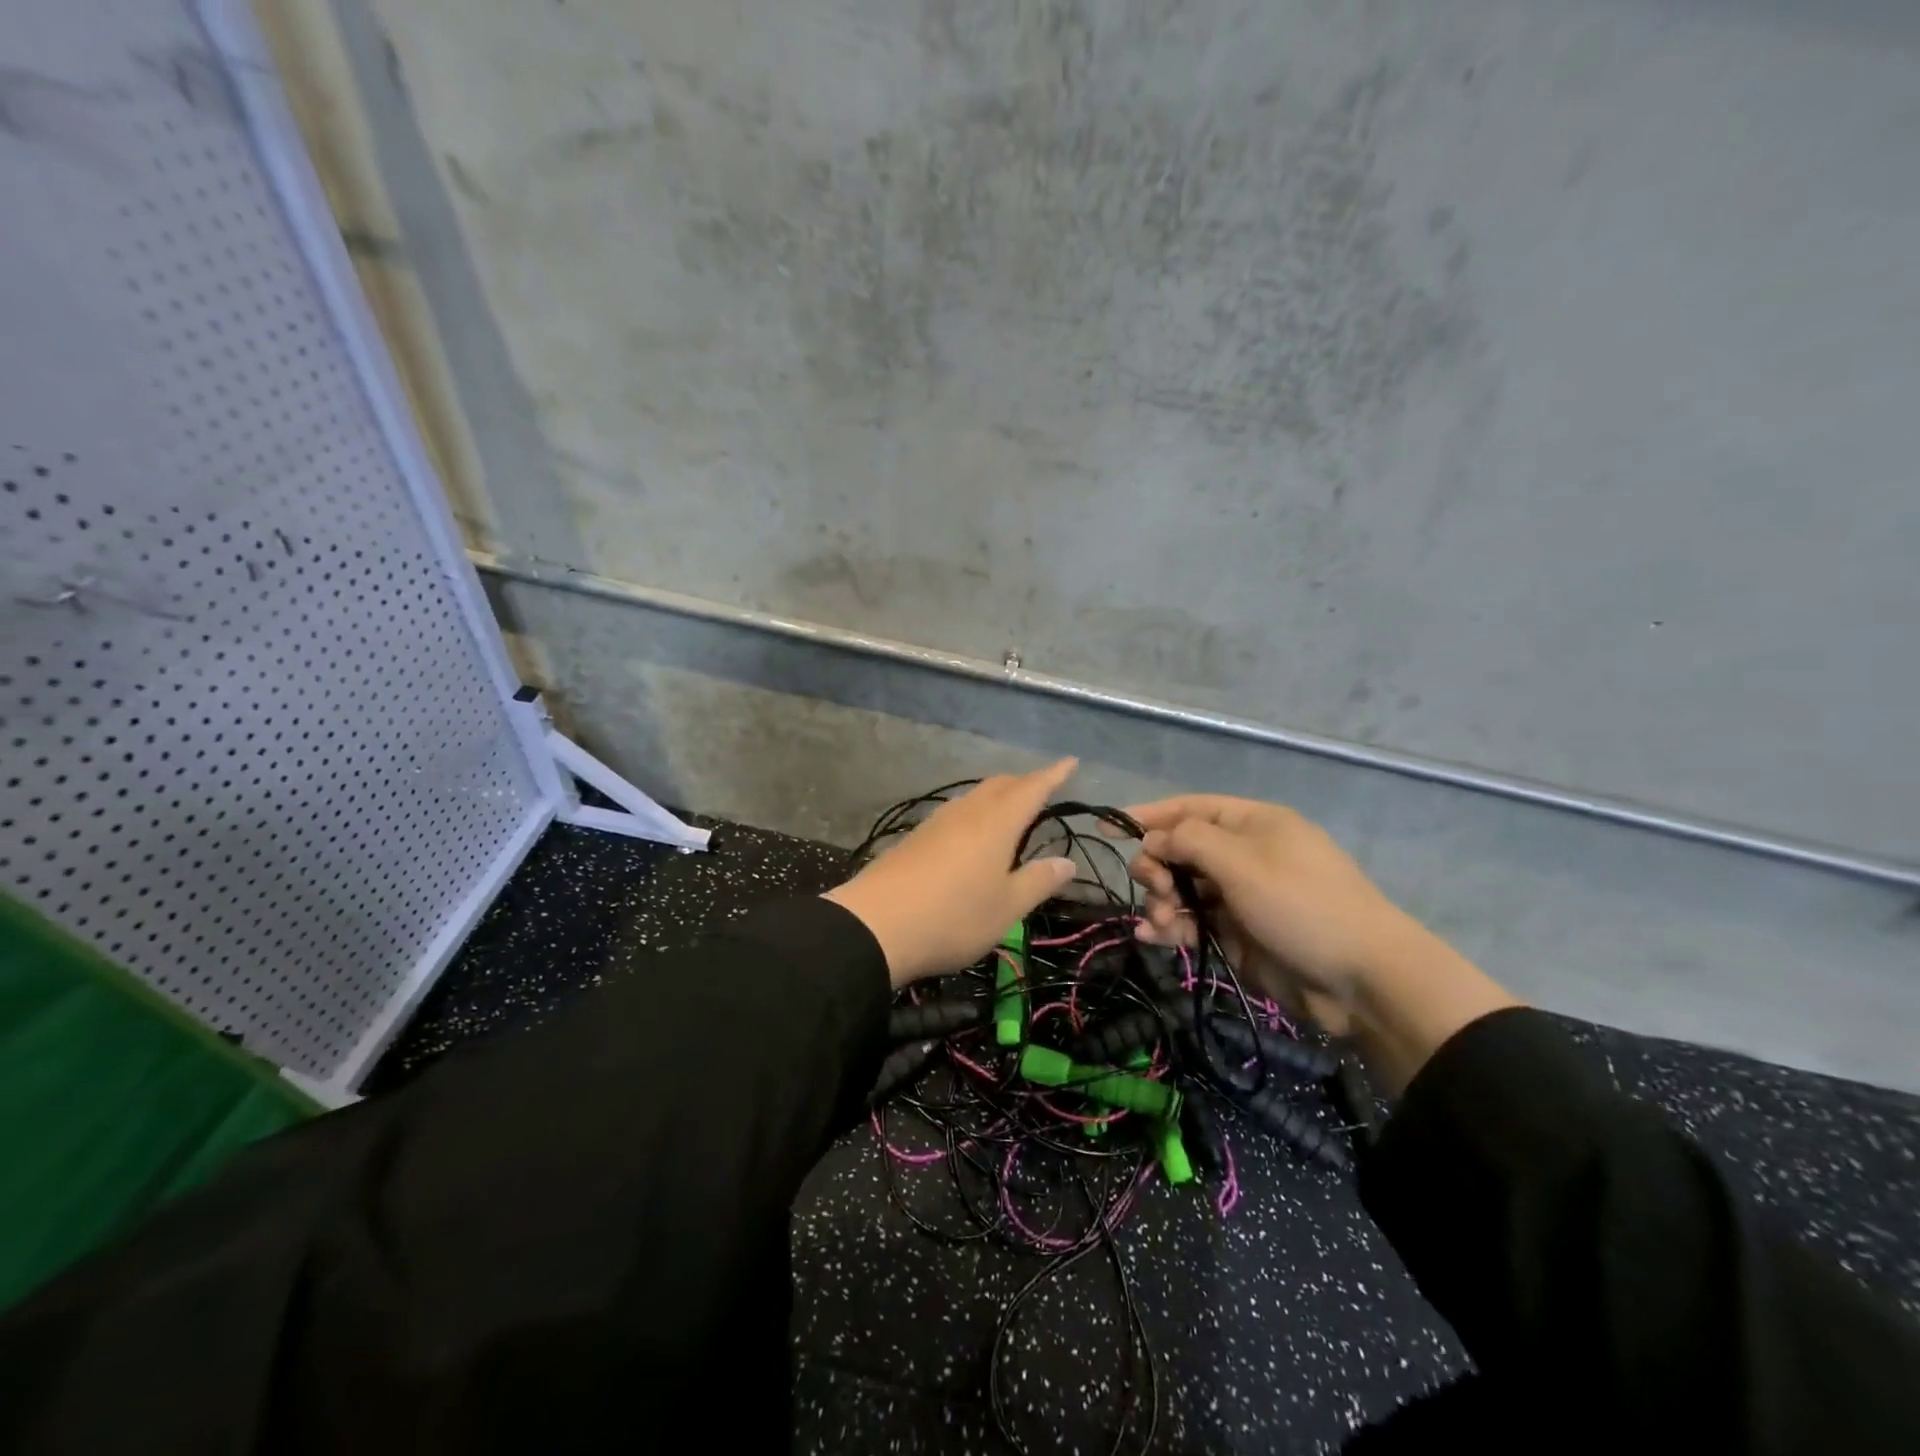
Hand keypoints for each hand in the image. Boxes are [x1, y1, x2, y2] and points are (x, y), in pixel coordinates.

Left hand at [826, 761, 1079, 985]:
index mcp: (996, 823)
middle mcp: (967, 813)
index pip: (1031, 788)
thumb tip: (1067, 862)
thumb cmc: (953, 917)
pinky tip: (971, 834)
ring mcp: (936, 823)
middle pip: (1000, 785)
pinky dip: (974, 813)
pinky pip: (955, 813)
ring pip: (974, 796)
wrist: (875, 926)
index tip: (1070, 761)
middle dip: (1024, 783)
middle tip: (1043, 789)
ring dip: (996, 796)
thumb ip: (1038, 881)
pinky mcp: (915, 838)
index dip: (1053, 774)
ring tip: (1009, 810)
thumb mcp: (1006, 908)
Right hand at [1123, 795, 1519, 1094]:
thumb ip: (1188, 841)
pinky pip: (1193, 924)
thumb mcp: (1241, 862)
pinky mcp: (1239, 936)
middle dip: (1157, 866)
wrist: (1363, 981)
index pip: (1189, 809)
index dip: (1147, 815)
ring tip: (1159, 922)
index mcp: (1252, 824)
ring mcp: (1241, 897)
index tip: (1106, 825)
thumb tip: (1153, 838)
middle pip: (1181, 850)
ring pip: (1183, 890)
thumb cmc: (1301, 904)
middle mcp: (1244, 855)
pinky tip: (1152, 938)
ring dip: (1161, 901)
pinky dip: (1171, 929)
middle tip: (1154, 887)